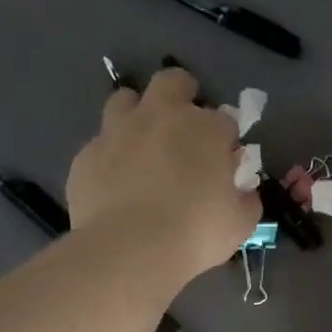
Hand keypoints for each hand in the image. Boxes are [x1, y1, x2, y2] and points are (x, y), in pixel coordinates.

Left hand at [65, 68, 258, 285]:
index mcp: (205, 128)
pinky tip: (117, 183)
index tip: (225, 162)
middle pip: (173, 81)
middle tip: (185, 129)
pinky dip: (112, 155)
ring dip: (138, 114)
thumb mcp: (240, 223)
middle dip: (182, 95)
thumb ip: (246, 198)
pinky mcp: (86, 155)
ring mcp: (118, 131)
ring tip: (144, 146)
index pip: (225, 119)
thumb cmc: (195, 233)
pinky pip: (101, 143)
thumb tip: (243, 191)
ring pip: (126, 99)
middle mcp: (161, 117)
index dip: (226, 139)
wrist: (129, 251)